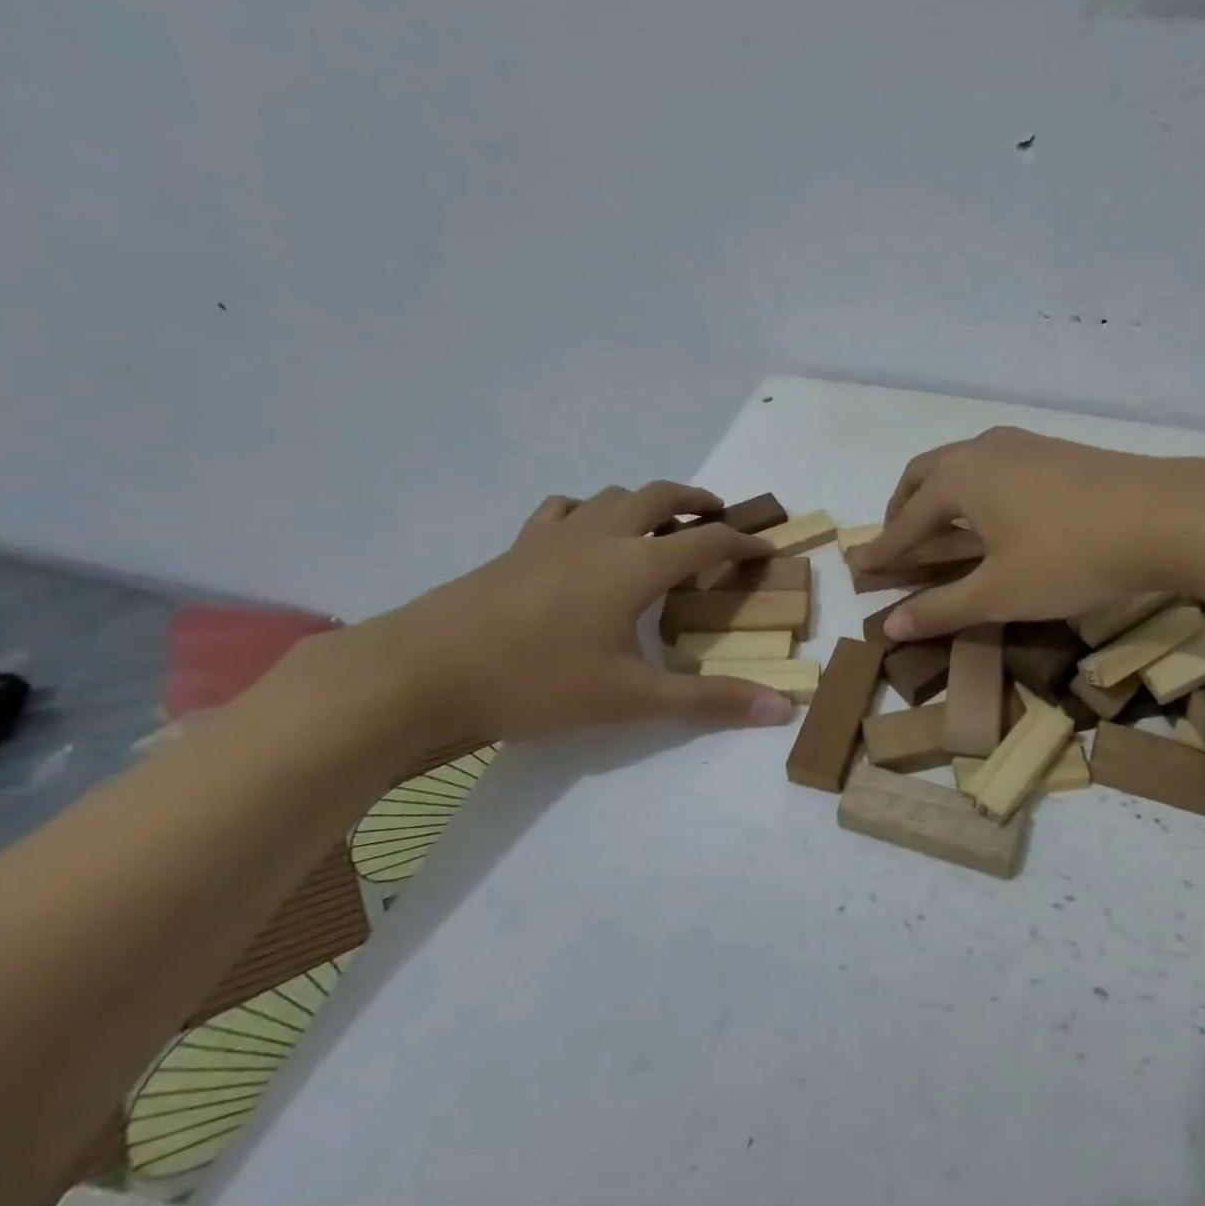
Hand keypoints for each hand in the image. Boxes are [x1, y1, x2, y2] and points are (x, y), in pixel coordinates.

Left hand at [354, 482, 796, 743]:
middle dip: (697, 501)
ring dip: (646, 501)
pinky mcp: (518, 545)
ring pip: (613, 496)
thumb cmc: (535, 681)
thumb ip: (709, 701)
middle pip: (661, 496)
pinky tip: (585, 533)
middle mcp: (602, 536)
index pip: (707, 541)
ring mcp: (555, 535)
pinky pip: (563, 509)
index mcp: (636, 565)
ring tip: (659, 525)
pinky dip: (588, 510)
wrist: (422, 670)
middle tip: (718, 516)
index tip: (767, 548)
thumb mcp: (630, 699)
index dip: (743, 542)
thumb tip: (782, 709)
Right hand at [852, 428, 1204, 640]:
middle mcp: (980, 451)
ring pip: (960, 465)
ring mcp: (1021, 444)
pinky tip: (995, 514)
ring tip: (940, 528)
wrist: (1165, 515)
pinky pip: (993, 466)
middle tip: (896, 543)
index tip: (858, 567)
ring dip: (939, 495)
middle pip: (923, 476)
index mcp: (958, 480)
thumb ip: (942, 608)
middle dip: (902, 510)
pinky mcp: (1054, 450)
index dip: (882, 549)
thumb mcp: (1000, 592)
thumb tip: (889, 626)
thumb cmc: (1070, 556)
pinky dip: (974, 490)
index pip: (905, 521)